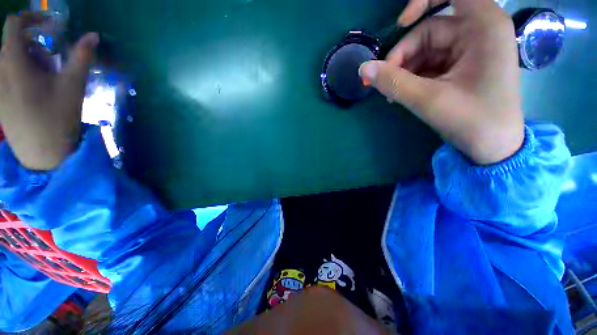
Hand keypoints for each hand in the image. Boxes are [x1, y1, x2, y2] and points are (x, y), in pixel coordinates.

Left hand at [0, 13, 97, 170]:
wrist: (43, 154)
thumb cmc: (58, 118)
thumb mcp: (73, 85)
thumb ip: (81, 57)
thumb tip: (93, 35)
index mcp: (14, 64)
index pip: (14, 24)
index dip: (32, 18)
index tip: (50, 25)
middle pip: (14, 43)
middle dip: (34, 45)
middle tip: (53, 61)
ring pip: (9, 59)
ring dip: (28, 60)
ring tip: (45, 78)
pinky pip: (6, 75)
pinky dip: (21, 73)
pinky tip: (35, 89)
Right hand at [360, 0, 523, 164]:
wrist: (492, 147)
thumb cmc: (472, 120)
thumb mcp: (428, 100)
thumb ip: (393, 83)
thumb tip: (363, 69)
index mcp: (484, 27)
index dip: (422, 1)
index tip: (400, 23)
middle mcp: (479, 31)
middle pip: (429, 31)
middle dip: (403, 56)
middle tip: (385, 82)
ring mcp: (470, 50)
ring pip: (426, 50)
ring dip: (405, 71)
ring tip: (392, 94)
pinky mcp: (462, 66)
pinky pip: (430, 63)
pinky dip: (413, 77)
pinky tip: (402, 94)